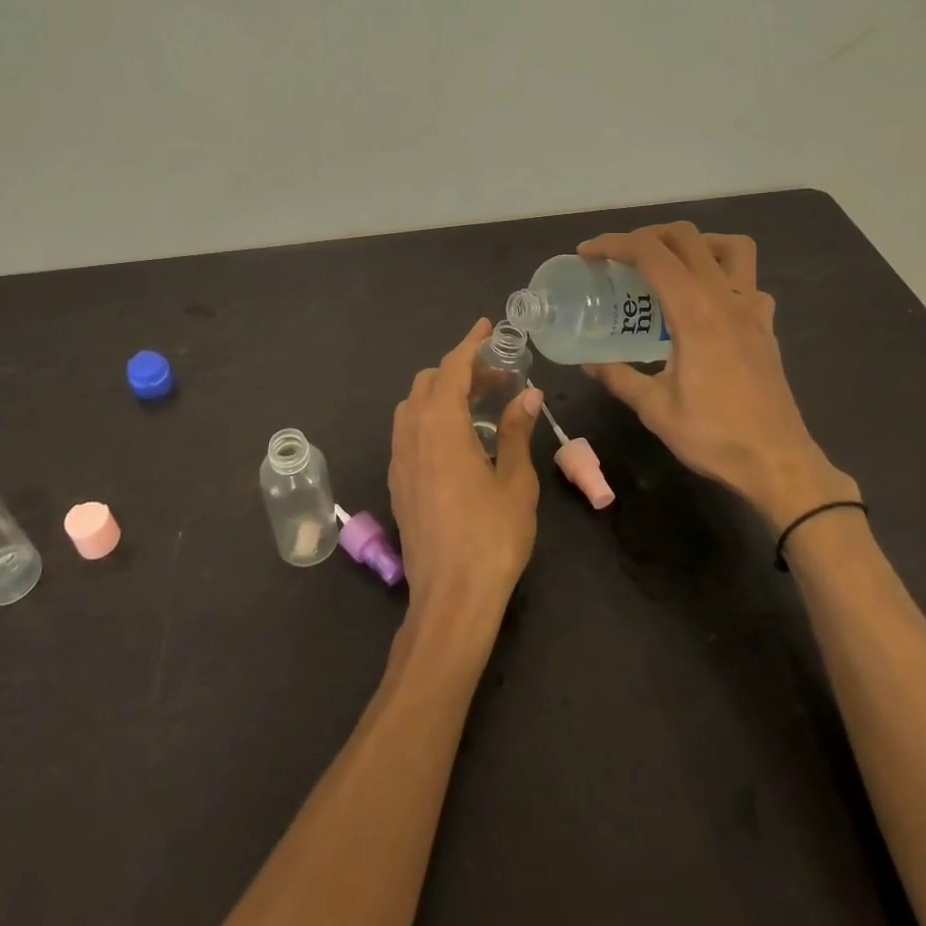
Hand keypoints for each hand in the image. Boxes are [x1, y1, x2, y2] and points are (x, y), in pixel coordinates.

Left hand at [388, 318, 544, 628]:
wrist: (450, 598)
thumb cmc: (491, 537)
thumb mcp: (514, 481)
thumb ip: (515, 431)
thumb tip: (528, 395)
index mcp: (440, 426)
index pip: (452, 368)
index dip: (470, 343)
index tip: (486, 327)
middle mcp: (411, 434)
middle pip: (429, 382)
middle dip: (461, 370)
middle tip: (499, 379)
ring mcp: (399, 458)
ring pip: (413, 406)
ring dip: (443, 393)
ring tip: (480, 406)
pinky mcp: (397, 481)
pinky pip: (408, 431)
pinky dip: (431, 417)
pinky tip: (459, 439)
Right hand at [577, 223, 854, 531]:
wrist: (778, 464)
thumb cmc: (713, 436)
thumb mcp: (654, 408)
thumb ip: (619, 376)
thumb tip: (588, 362)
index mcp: (694, 311)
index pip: (651, 253)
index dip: (614, 244)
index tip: (587, 253)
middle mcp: (725, 298)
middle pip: (687, 238)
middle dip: (647, 235)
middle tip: (620, 258)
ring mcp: (752, 310)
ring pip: (732, 248)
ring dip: (697, 243)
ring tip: (670, 263)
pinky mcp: (766, 328)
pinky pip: (750, 283)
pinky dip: (725, 277)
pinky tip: (707, 303)